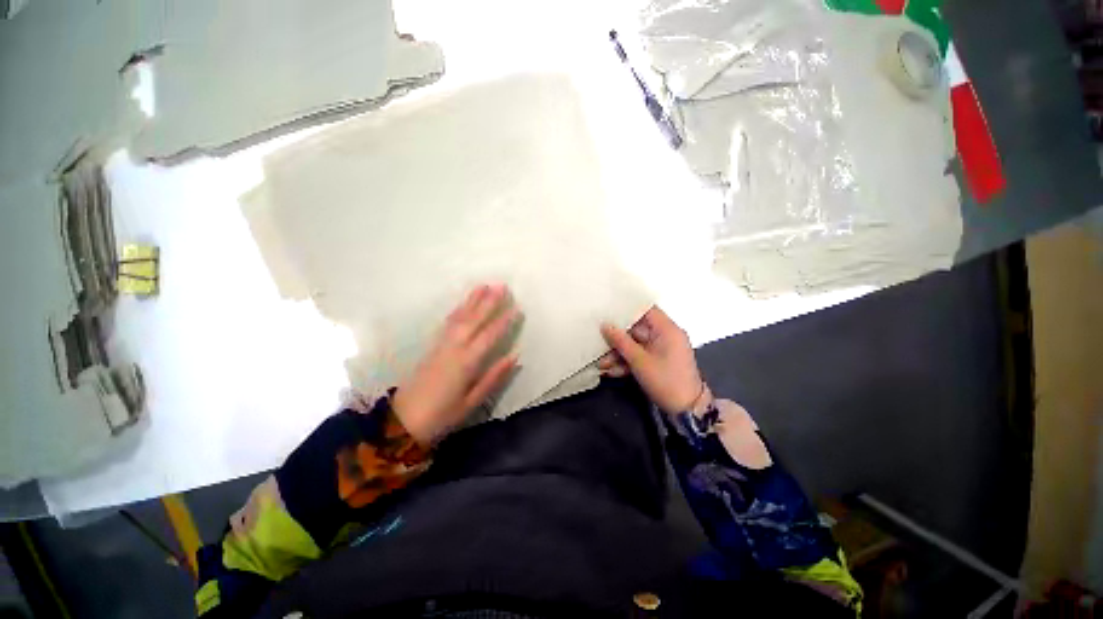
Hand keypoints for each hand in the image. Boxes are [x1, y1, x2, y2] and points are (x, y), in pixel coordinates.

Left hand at [393, 284, 519, 443]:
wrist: (402, 421)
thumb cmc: (442, 415)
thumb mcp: (472, 402)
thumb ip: (493, 377)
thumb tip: (515, 357)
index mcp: (466, 362)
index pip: (489, 335)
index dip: (504, 321)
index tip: (517, 307)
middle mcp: (454, 348)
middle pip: (474, 320)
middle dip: (489, 302)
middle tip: (502, 286)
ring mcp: (442, 345)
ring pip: (460, 317)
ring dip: (473, 300)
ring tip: (484, 286)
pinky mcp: (433, 346)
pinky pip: (448, 323)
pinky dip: (458, 310)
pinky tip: (464, 304)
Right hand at [600, 307, 705, 413]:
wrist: (686, 410)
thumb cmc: (665, 380)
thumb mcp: (639, 361)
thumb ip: (621, 341)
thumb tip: (605, 325)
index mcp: (667, 329)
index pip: (645, 309)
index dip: (627, 309)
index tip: (607, 310)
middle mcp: (665, 336)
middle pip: (636, 329)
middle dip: (617, 340)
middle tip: (599, 343)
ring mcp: (661, 349)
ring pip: (635, 345)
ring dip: (619, 354)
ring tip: (601, 365)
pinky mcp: (658, 361)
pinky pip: (640, 356)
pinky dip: (627, 363)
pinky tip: (611, 372)